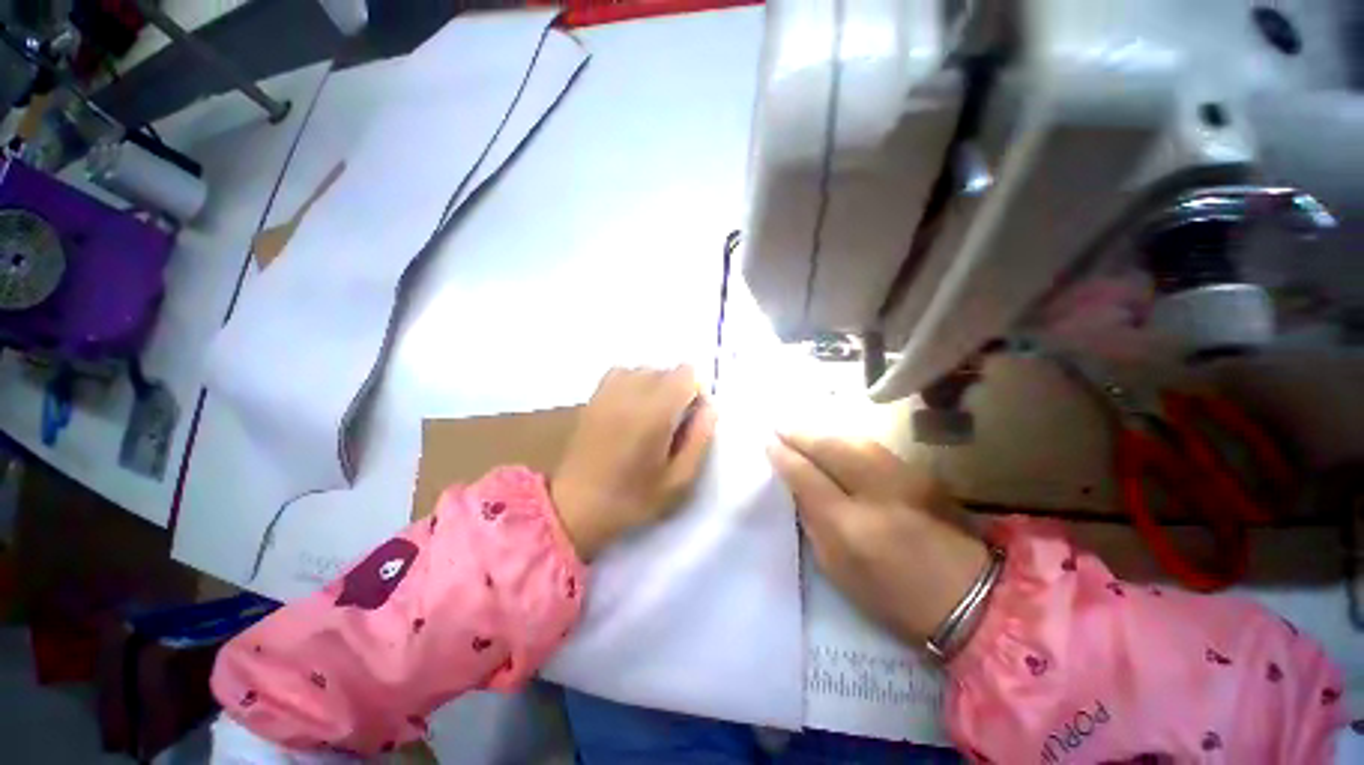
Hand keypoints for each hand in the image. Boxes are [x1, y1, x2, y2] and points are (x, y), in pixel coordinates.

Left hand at [552, 366, 717, 560]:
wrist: (575, 506)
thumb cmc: (632, 498)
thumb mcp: (678, 479)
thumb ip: (699, 439)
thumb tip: (710, 406)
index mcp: (655, 412)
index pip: (686, 374)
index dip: (696, 392)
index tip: (691, 418)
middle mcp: (631, 392)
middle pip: (666, 370)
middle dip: (677, 390)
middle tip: (672, 424)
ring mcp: (609, 392)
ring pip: (644, 369)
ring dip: (655, 385)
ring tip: (651, 415)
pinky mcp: (594, 397)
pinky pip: (621, 373)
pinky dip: (633, 382)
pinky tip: (631, 406)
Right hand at [767, 434, 988, 645]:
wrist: (969, 598)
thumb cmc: (891, 595)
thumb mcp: (836, 567)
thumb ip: (813, 521)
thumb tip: (797, 485)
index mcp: (850, 526)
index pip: (807, 476)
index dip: (784, 457)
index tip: (768, 444)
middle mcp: (877, 493)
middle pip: (830, 448)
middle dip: (800, 434)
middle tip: (779, 426)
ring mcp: (904, 478)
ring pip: (853, 440)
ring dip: (822, 432)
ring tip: (801, 430)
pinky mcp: (920, 473)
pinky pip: (871, 446)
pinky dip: (846, 439)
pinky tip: (834, 440)